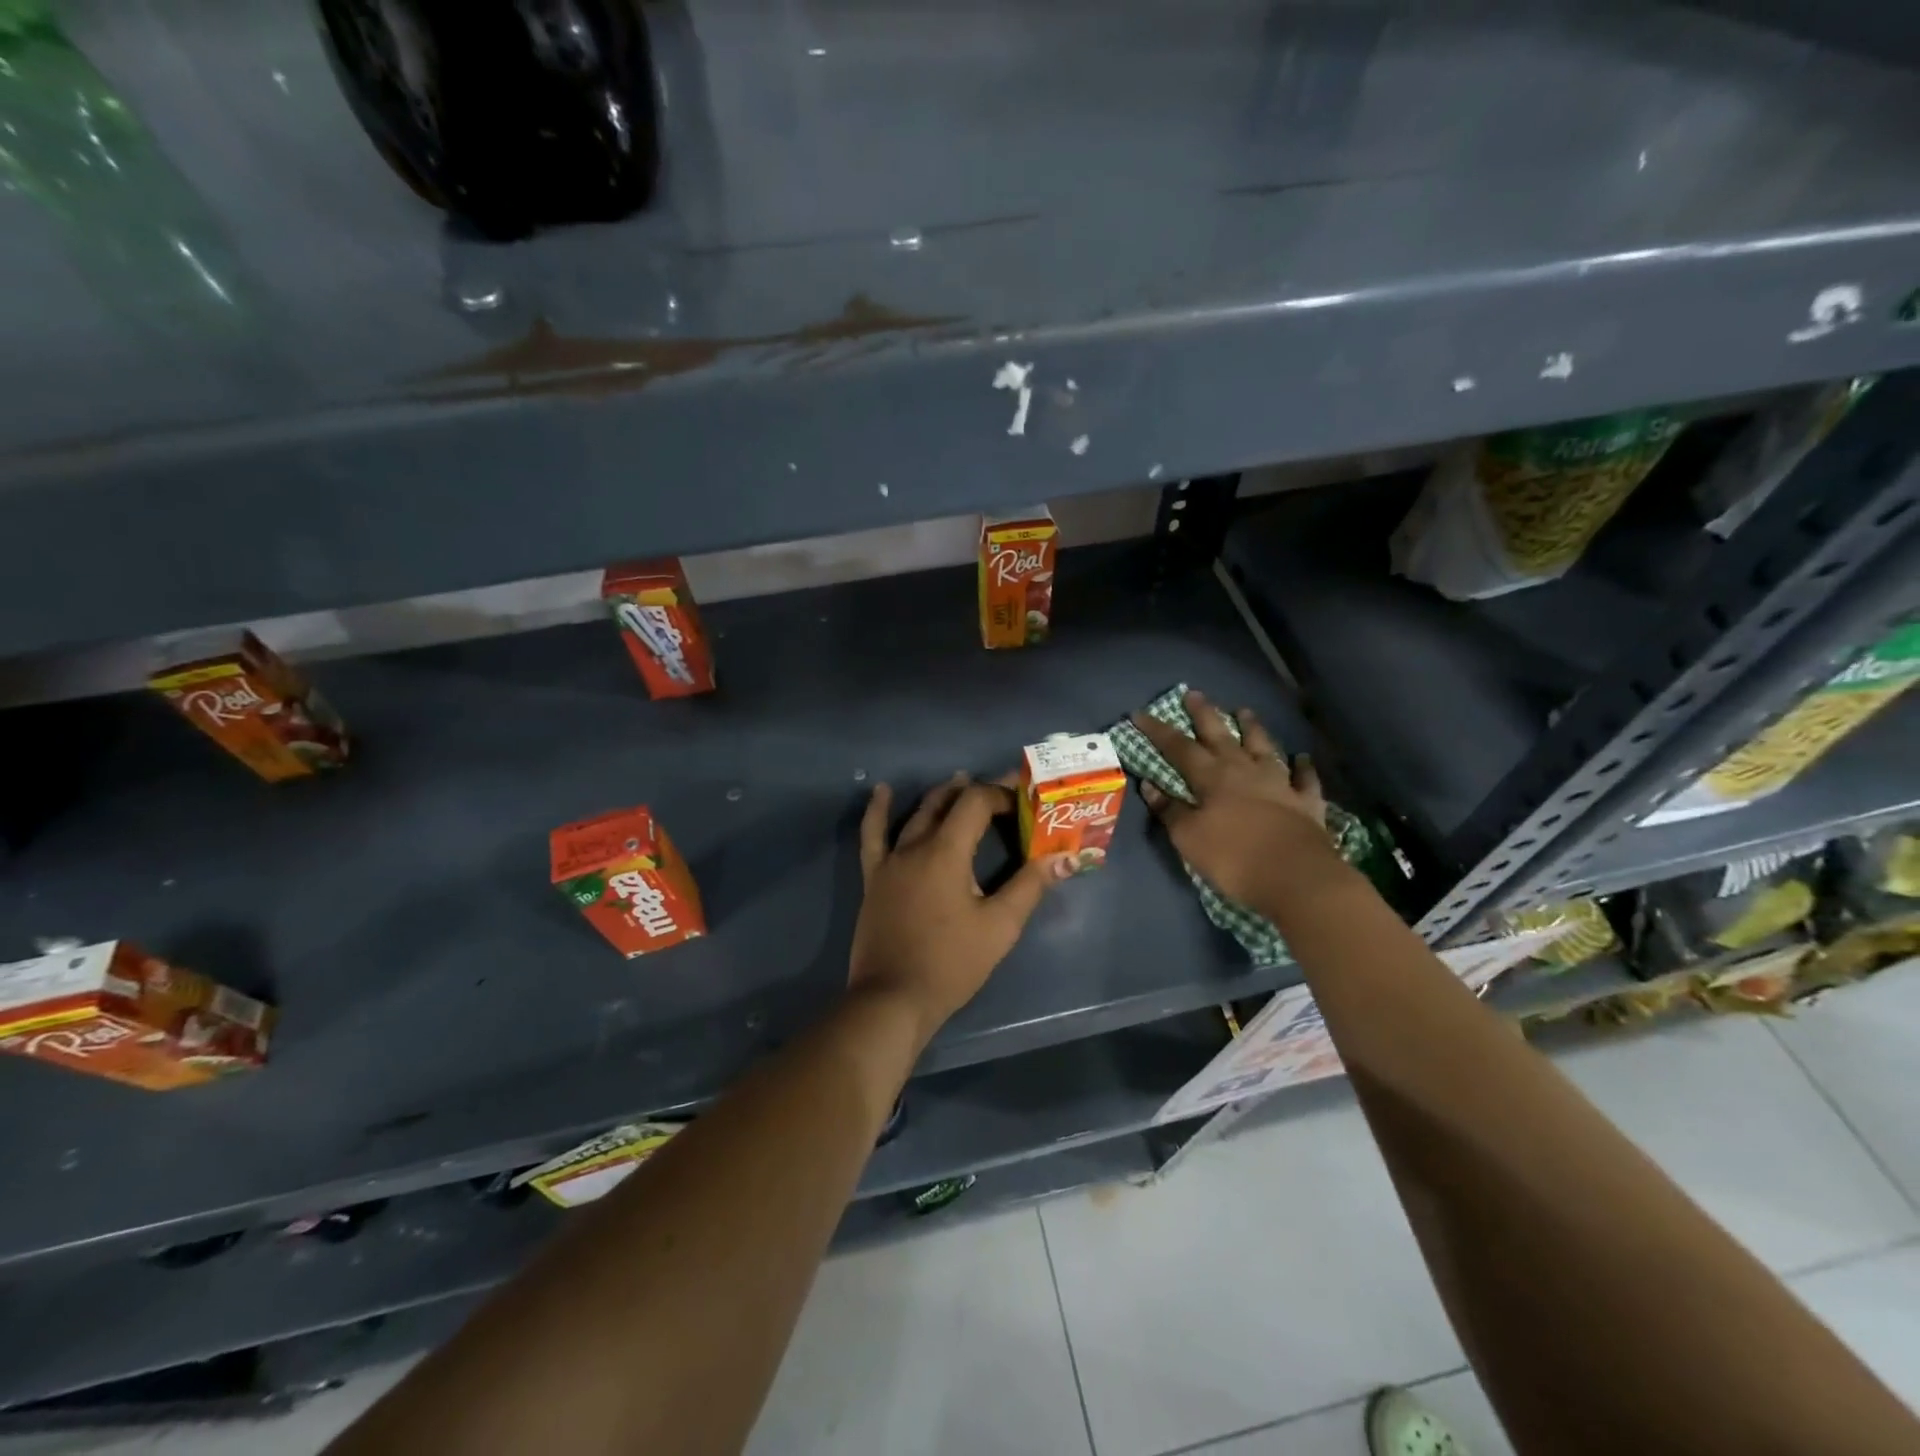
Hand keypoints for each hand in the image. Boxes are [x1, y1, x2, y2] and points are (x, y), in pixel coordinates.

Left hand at [850, 774, 1072, 1044]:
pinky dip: (878, 810)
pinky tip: (882, 791)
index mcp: (947, 852)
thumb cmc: (951, 964)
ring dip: (940, 796)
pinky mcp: (874, 878)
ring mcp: (890, 861)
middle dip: (976, 792)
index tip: (1024, 800)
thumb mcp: (999, 926)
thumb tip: (1065, 856)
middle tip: (1001, 793)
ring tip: (959, 781)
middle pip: (947, 803)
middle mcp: (915, 846)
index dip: (1001, 795)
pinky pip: (873, 835)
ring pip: (916, 814)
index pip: (976, 803)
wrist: (893, 998)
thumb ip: (1030, 886)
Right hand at [1132, 689, 1332, 906]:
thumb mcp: (1189, 838)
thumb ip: (1171, 810)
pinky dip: (1302, 767)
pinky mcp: (1307, 803)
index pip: (1179, 747)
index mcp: (1212, 778)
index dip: (1158, 730)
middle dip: (1205, 714)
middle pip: (1221, 736)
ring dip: (1252, 728)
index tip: (1140, 713)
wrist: (1298, 878)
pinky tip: (1300, 759)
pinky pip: (1304, 779)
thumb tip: (1150, 786)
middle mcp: (1245, 771)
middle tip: (1194, 693)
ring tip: (1244, 711)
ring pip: (1263, 748)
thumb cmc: (1234, 858)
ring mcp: (1280, 784)